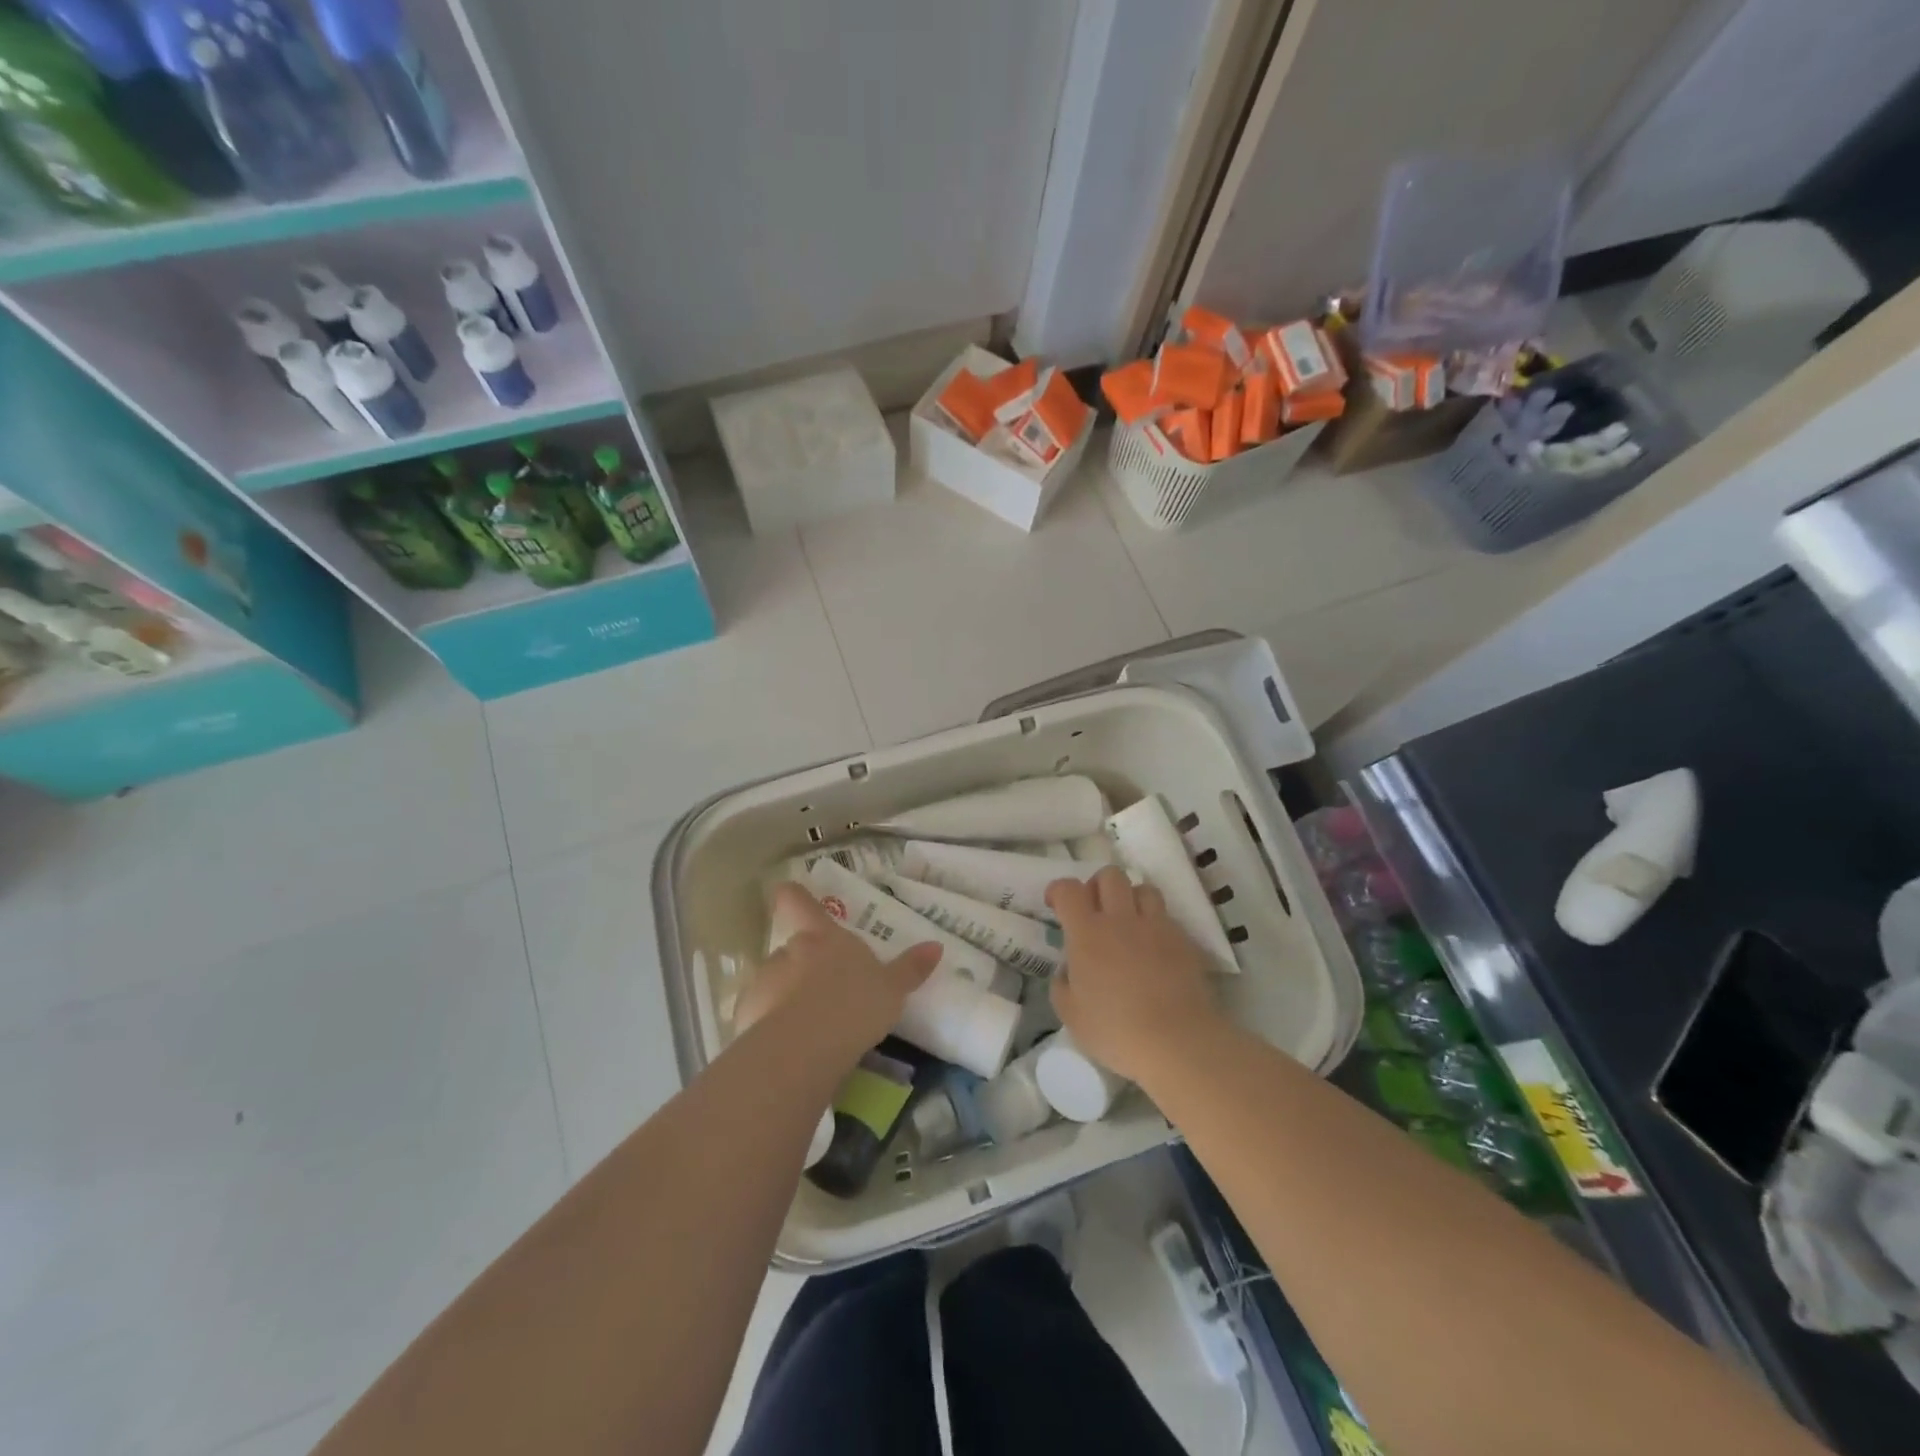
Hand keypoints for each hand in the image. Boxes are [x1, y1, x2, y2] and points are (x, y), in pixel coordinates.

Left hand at [736, 883, 941, 1065]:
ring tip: (808, 1027)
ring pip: (774, 982)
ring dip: (785, 996)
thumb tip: (936, 946)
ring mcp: (763, 982)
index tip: (787, 890)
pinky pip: (760, 1015)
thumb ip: (910, 968)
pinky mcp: (745, 1016)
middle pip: (790, 948)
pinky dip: (770, 1026)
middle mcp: (788, 951)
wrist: (805, 1047)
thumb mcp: (891, 989)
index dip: (794, 895)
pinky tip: (790, 1048)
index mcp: (822, 937)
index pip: (799, 902)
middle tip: (823, 990)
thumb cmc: (854, 1005)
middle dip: (802, 965)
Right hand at [1046, 866, 1225, 1084]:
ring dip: (1131, 899)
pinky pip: (1166, 917)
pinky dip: (1155, 924)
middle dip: (1098, 886)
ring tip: (1128, 924)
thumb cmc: (1116, 1031)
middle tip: (1094, 912)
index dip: (1059, 890)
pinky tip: (1154, 949)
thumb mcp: (1071, 1015)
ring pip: (1143, 888)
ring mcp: (1156, 926)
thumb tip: (1068, 971)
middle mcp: (1121, 919)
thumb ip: (1063, 984)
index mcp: (1087, 933)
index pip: (1069, 889)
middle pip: (1110, 875)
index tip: (1056, 905)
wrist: (1177, 1042)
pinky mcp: (1183, 940)